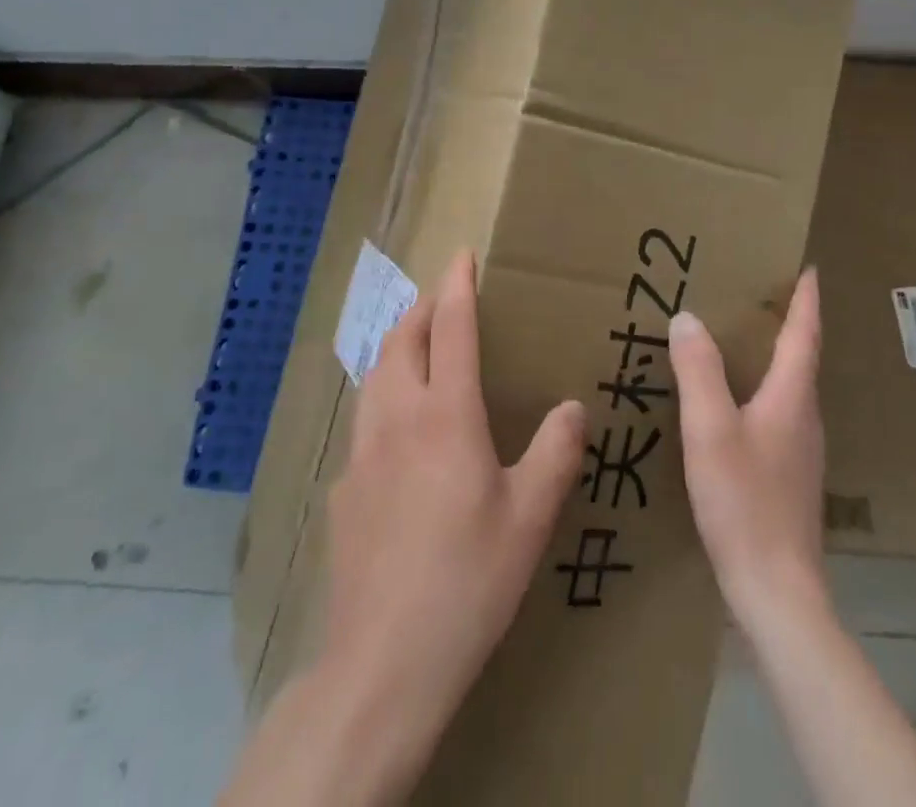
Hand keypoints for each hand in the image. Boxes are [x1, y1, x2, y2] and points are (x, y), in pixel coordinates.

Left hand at [320, 249, 586, 734]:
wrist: (384, 661)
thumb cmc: (469, 580)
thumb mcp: (530, 517)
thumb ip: (555, 453)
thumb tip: (572, 408)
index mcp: (446, 416)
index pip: (450, 328)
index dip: (457, 285)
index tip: (462, 254)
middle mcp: (397, 419)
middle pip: (401, 340)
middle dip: (421, 307)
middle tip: (443, 297)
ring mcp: (362, 452)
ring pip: (375, 375)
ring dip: (397, 346)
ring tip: (418, 345)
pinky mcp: (344, 488)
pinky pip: (364, 420)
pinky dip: (384, 396)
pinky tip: (399, 431)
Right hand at [668, 268, 827, 631]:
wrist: (777, 591)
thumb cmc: (744, 501)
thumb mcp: (710, 429)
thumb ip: (698, 371)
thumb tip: (687, 317)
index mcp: (792, 397)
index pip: (805, 334)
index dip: (806, 299)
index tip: (807, 268)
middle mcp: (805, 417)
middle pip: (801, 357)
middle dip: (786, 322)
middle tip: (758, 294)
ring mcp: (801, 450)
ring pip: (788, 387)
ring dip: (771, 356)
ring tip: (739, 340)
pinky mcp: (789, 475)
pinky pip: (776, 413)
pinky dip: (759, 390)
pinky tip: (731, 403)